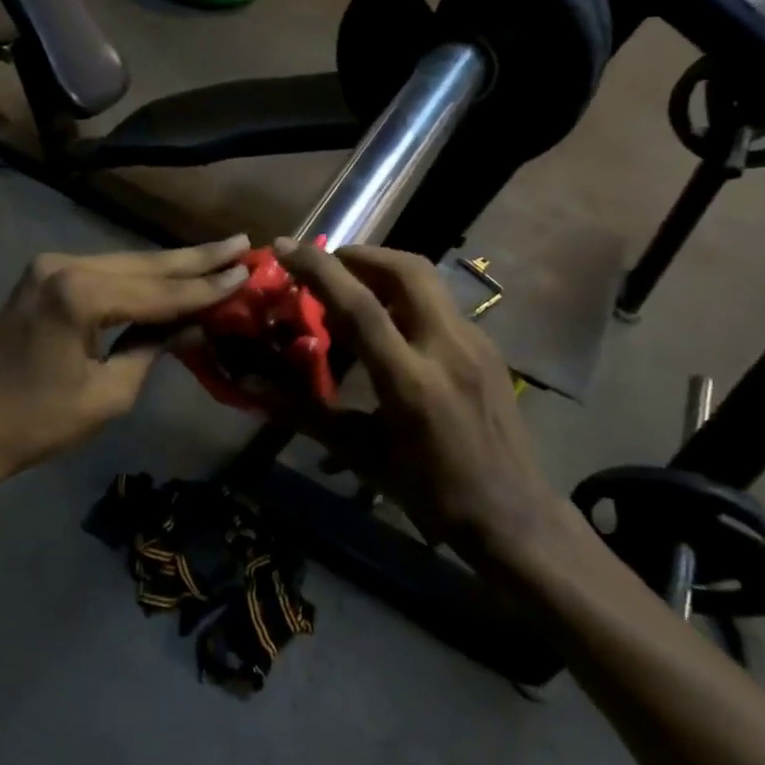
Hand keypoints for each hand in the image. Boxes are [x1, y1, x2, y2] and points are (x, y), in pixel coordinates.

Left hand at [0, 238, 251, 479]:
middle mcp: (62, 265)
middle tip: (241, 244)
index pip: (159, 292)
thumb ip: (152, 348)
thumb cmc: (38, 423)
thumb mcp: (108, 394)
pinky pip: (101, 272)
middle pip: (143, 264)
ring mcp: (47, 267)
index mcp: (78, 295)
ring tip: (217, 256)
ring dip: (169, 266)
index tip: (248, 271)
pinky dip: (136, 277)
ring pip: (123, 263)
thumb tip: (194, 324)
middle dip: (194, 260)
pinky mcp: (41, 277)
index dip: (206, 287)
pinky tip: (169, 273)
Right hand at [274, 239, 561, 563]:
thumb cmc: (429, 493)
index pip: (361, 306)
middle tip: (327, 265)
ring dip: (384, 270)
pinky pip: (440, 304)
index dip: (318, 270)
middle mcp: (448, 350)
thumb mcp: (361, 455)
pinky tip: (390, 326)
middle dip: (360, 255)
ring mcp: (476, 345)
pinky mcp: (489, 349)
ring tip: (352, 289)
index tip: (285, 248)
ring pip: (428, 281)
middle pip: (406, 270)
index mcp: (411, 383)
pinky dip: (405, 297)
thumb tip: (252, 386)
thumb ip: (305, 412)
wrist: (513, 515)